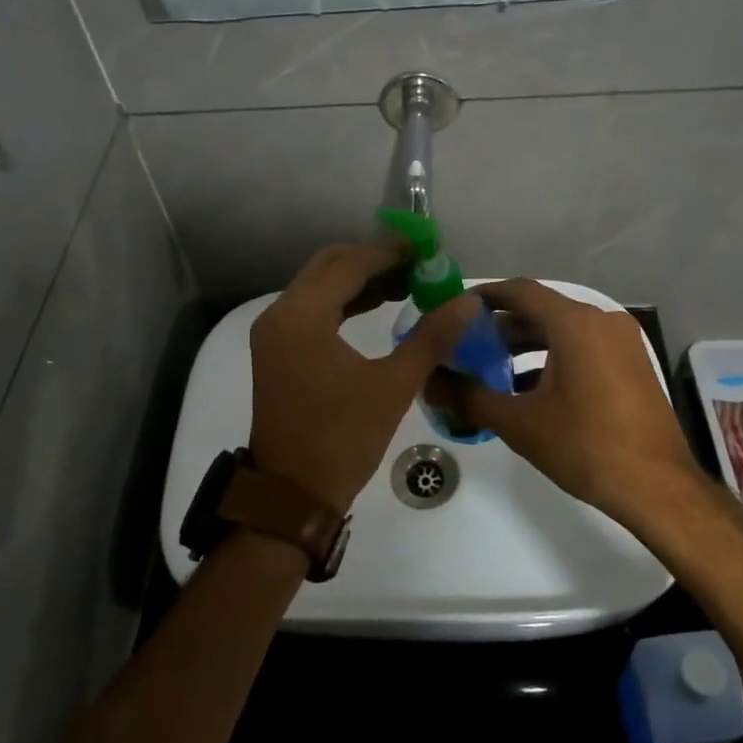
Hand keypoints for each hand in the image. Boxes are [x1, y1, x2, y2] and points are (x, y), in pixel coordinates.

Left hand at [248, 241, 477, 513]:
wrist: (292, 494)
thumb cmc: (342, 438)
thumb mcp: (393, 386)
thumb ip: (432, 337)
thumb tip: (468, 300)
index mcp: (302, 317)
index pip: (349, 265)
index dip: (390, 252)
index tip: (427, 248)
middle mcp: (280, 315)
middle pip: (329, 266)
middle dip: (373, 260)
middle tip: (417, 265)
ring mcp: (274, 333)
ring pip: (319, 286)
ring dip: (359, 280)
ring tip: (407, 283)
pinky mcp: (277, 350)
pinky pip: (312, 309)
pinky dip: (343, 302)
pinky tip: (377, 306)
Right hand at [424, 279, 707, 529]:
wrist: (657, 488)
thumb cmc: (585, 446)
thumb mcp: (519, 423)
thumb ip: (469, 397)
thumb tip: (430, 382)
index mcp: (574, 323)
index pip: (519, 291)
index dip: (483, 297)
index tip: (454, 312)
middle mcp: (601, 321)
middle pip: (540, 310)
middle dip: (500, 327)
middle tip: (465, 347)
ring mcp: (621, 342)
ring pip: (562, 331)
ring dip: (525, 345)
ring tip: (491, 370)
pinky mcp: (631, 363)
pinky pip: (583, 347)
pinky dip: (552, 359)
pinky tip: (528, 389)